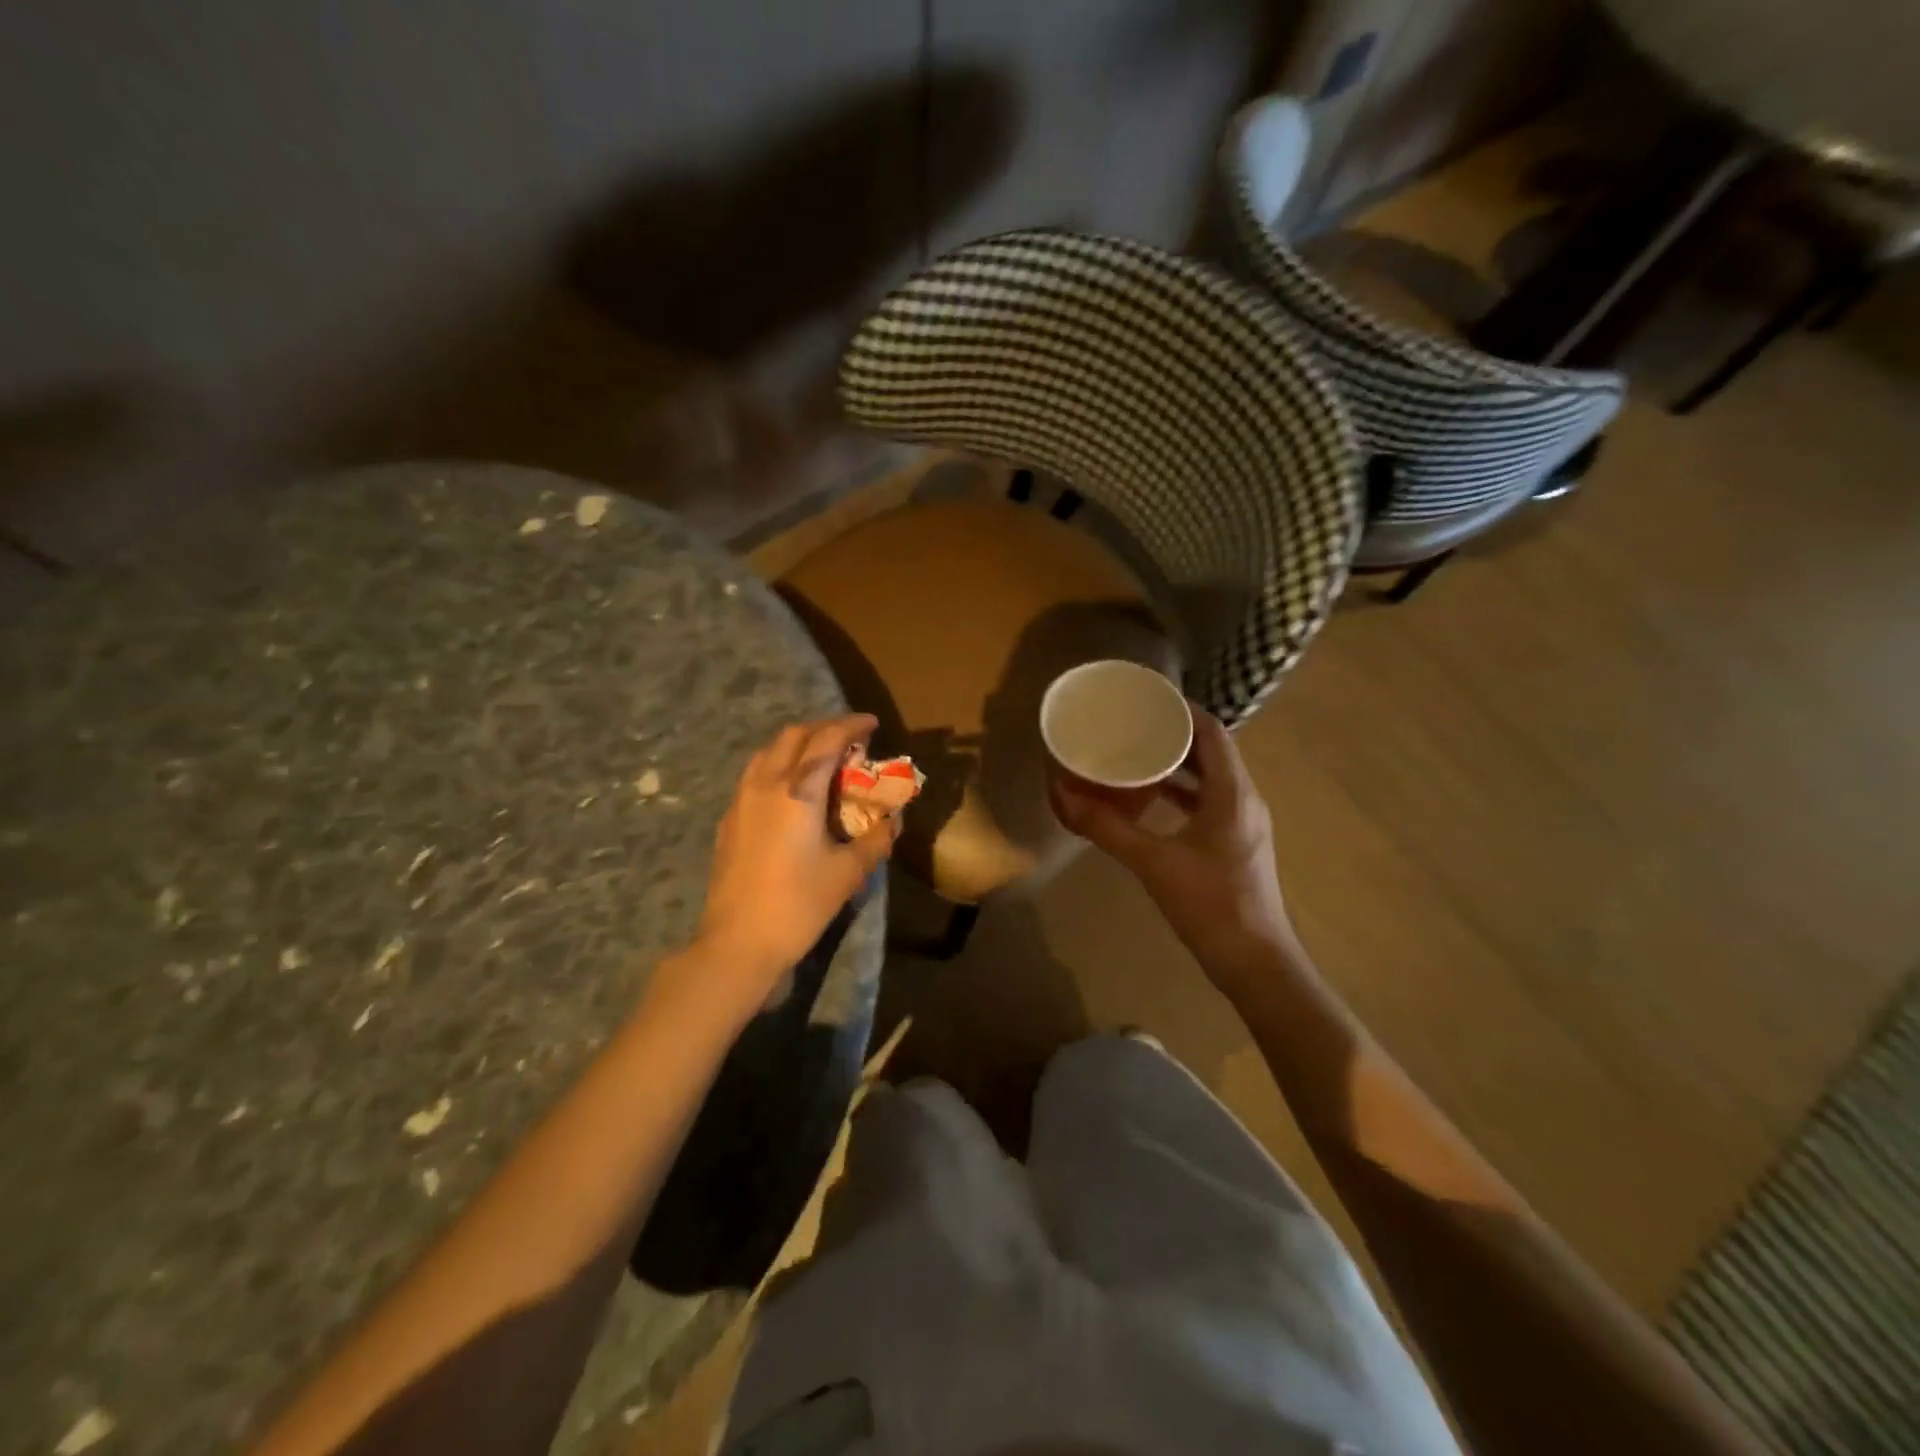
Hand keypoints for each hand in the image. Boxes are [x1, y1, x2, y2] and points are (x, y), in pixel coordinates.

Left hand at [693, 714, 898, 999]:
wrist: (738, 942)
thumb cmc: (799, 904)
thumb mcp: (849, 872)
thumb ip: (876, 838)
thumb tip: (894, 820)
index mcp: (798, 791)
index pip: (827, 739)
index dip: (852, 725)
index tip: (872, 723)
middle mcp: (766, 784)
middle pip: (794, 736)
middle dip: (824, 728)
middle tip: (850, 738)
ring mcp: (741, 800)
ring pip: (770, 751)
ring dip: (799, 744)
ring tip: (823, 758)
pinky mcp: (729, 819)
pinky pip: (756, 774)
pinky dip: (780, 765)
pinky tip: (792, 790)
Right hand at [1051, 707, 1298, 988]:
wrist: (1255, 963)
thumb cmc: (1210, 905)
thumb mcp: (1153, 863)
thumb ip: (1108, 828)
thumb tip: (1063, 795)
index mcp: (1233, 793)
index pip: (1212, 732)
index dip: (1182, 710)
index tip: (1146, 700)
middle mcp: (1244, 800)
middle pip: (1212, 751)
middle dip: (1173, 735)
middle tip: (1132, 725)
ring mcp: (1243, 824)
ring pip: (1210, 779)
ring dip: (1177, 765)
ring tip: (1135, 756)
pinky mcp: (1235, 845)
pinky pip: (1208, 803)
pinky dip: (1181, 795)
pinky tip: (1150, 801)